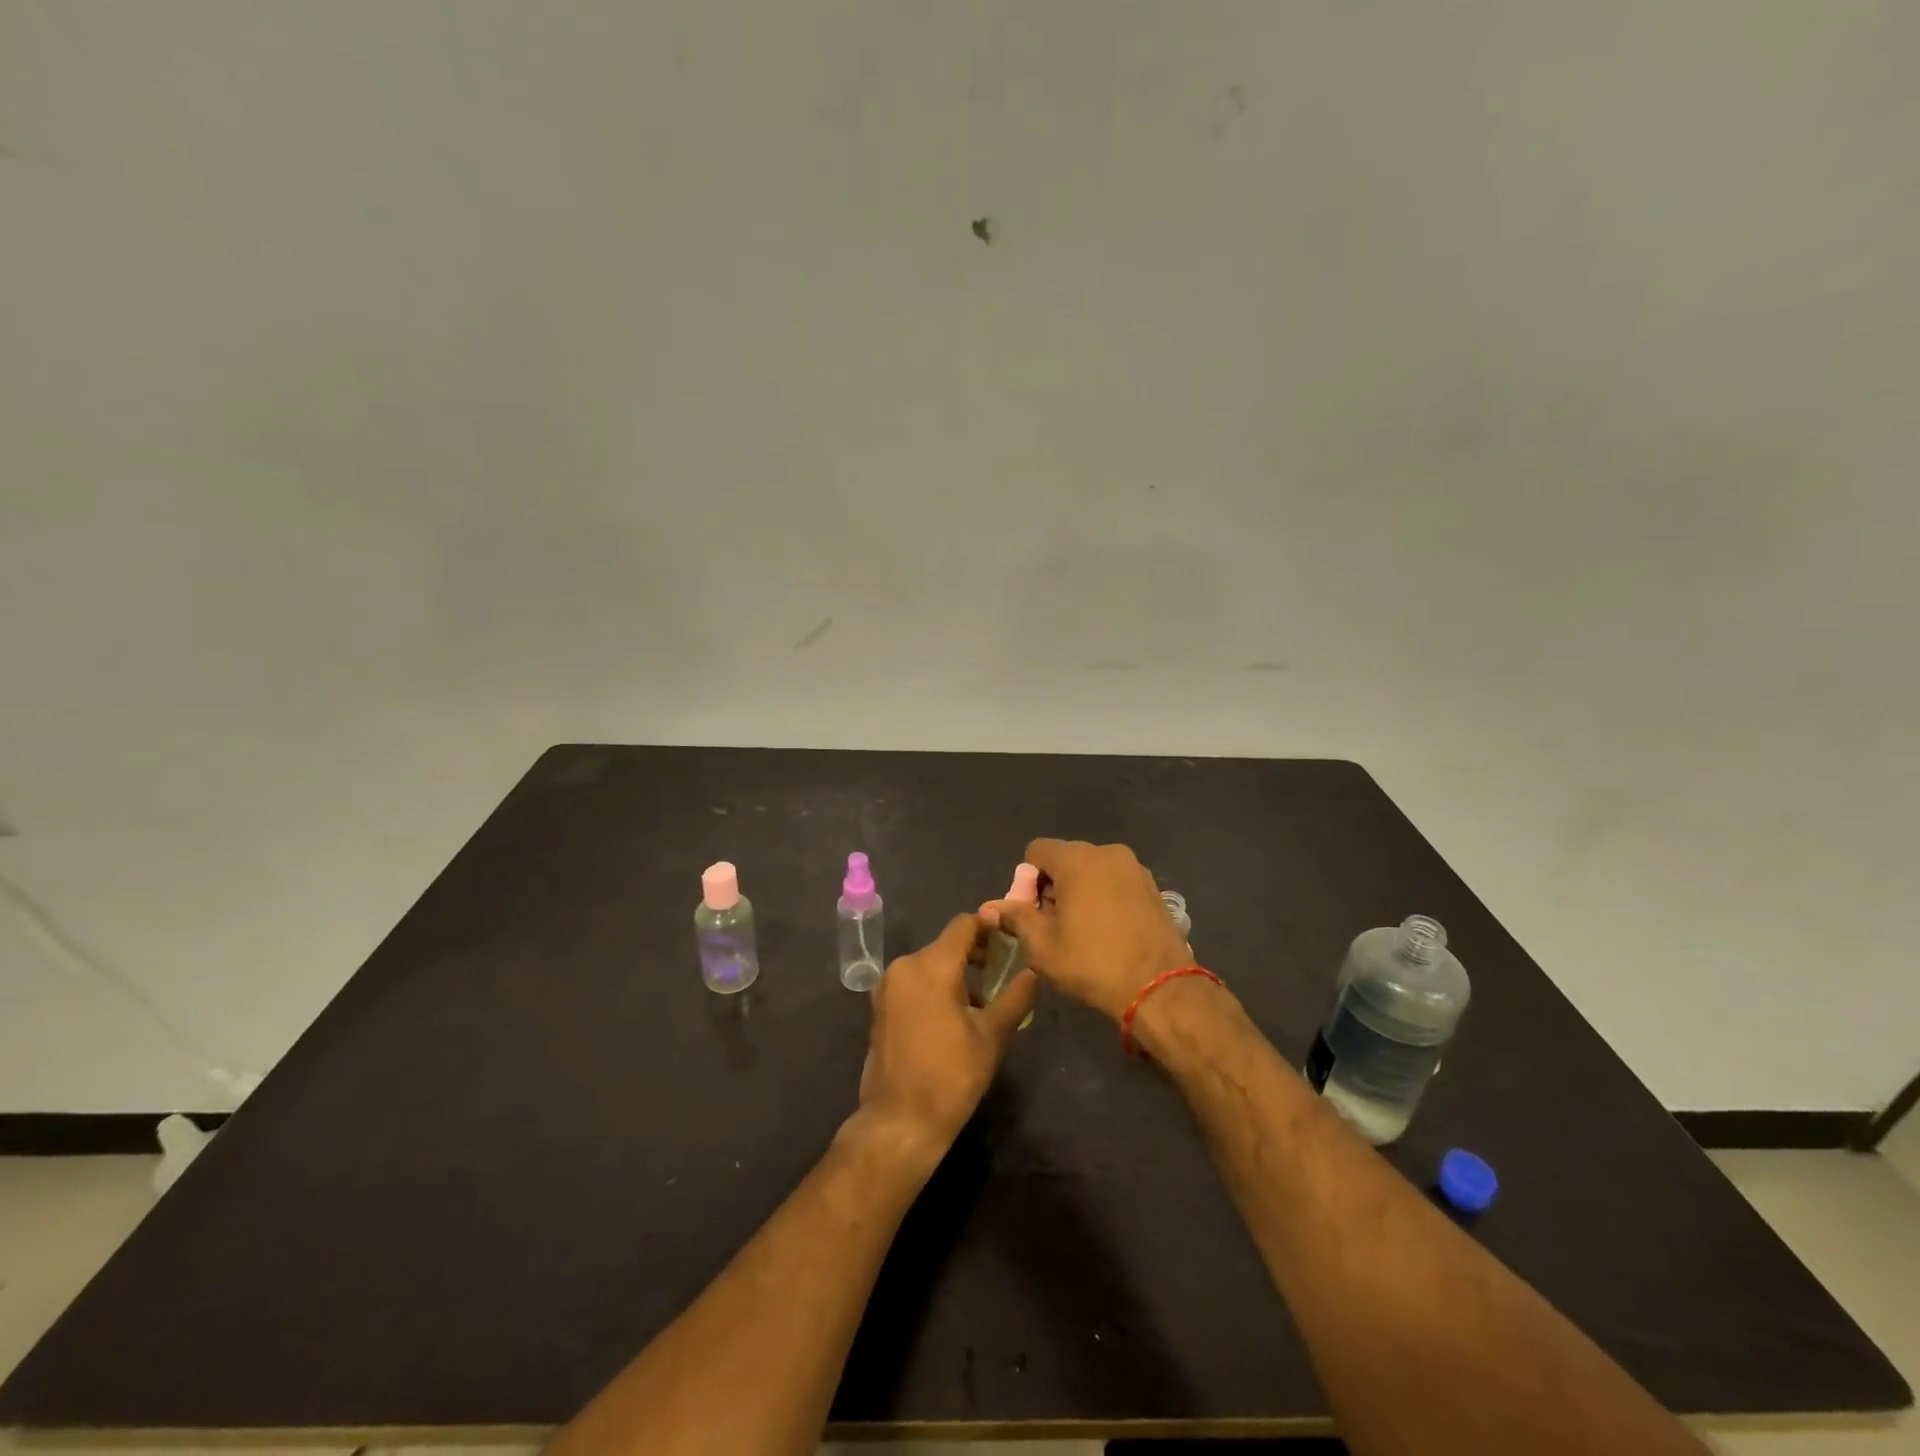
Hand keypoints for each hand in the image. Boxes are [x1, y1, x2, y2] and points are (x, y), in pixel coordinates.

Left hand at [856, 913, 1038, 1158]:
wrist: (900, 1121)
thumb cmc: (951, 1076)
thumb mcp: (992, 1035)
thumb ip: (1016, 996)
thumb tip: (1035, 971)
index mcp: (931, 965)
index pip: (964, 925)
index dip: (990, 927)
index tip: (1012, 940)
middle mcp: (904, 966)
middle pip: (946, 944)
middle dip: (976, 953)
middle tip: (1003, 974)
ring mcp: (888, 986)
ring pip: (930, 963)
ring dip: (956, 972)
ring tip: (983, 999)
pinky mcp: (881, 1005)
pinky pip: (915, 981)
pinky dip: (935, 985)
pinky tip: (954, 1014)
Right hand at [984, 839, 1191, 1021]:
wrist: (1159, 988)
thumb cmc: (1092, 963)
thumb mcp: (1042, 946)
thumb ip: (1016, 918)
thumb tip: (991, 908)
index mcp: (1077, 860)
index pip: (1036, 851)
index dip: (1027, 880)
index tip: (1033, 913)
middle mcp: (1107, 853)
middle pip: (1065, 859)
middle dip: (1053, 886)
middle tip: (1054, 925)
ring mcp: (1134, 868)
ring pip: (1092, 870)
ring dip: (1080, 891)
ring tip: (1082, 930)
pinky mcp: (1152, 886)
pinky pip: (1116, 881)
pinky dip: (1105, 897)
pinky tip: (1108, 931)